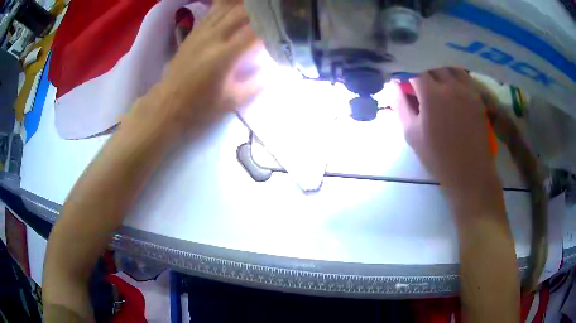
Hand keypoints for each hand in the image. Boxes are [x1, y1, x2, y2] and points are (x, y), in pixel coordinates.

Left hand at [156, 0, 263, 131]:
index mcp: (224, 56)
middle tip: (276, 11)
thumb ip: (258, 83)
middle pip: (242, 11)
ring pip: (227, 6)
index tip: (286, 25)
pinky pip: (214, 10)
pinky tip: (237, 4)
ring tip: (259, 5)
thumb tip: (276, 69)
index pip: (255, 30)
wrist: (167, 105)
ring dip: (245, 3)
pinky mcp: (194, 32)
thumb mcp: (233, 101)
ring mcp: (201, 32)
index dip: (273, 24)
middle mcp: (213, 38)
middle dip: (262, 9)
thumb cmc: (200, 107)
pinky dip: (228, 3)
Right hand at [392, 68, 501, 201]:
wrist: (470, 172)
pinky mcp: (477, 96)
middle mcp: (450, 85)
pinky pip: (464, 77)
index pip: (414, 69)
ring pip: (449, 67)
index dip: (405, 72)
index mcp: (431, 94)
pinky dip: (454, 75)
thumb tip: (392, 84)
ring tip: (435, 81)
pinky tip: (451, 86)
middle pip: (432, 65)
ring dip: (439, 70)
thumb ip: (400, 105)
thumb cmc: (438, 156)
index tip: (402, 80)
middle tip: (418, 82)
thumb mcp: (411, 134)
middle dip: (421, 70)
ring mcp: (466, 89)